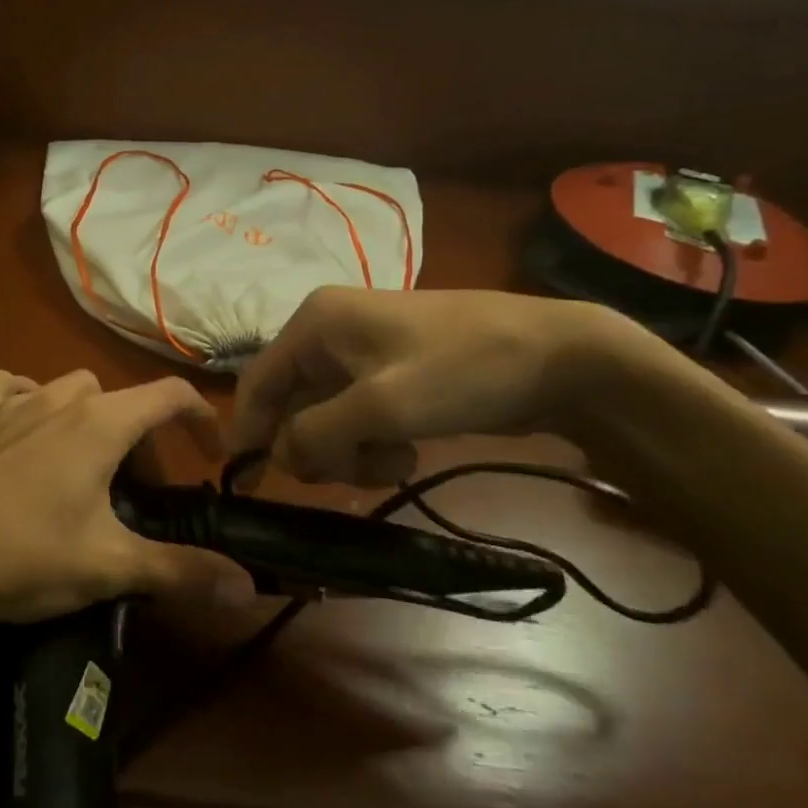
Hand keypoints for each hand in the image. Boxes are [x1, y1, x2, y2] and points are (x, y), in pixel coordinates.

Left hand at [0, 369, 249, 633]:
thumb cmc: (24, 555)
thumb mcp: (110, 567)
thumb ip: (182, 572)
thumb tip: (247, 588)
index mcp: (100, 423)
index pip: (170, 395)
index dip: (201, 418)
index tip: (212, 455)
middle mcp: (59, 399)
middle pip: (119, 401)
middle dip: (139, 439)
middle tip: (135, 493)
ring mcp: (11, 403)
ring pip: (67, 390)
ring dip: (88, 419)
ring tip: (83, 467)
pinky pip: (10, 388)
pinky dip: (28, 401)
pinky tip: (23, 433)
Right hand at [232, 287, 606, 485]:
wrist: (561, 356)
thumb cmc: (462, 370)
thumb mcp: (381, 406)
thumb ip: (315, 433)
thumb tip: (279, 456)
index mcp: (315, 323)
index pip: (257, 382)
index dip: (247, 433)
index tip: (246, 484)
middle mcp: (328, 333)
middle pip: (290, 406)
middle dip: (316, 447)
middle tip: (350, 472)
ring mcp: (361, 355)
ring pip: (324, 419)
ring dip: (349, 451)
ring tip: (395, 460)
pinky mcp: (390, 376)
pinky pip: (356, 420)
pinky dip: (372, 444)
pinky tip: (407, 450)